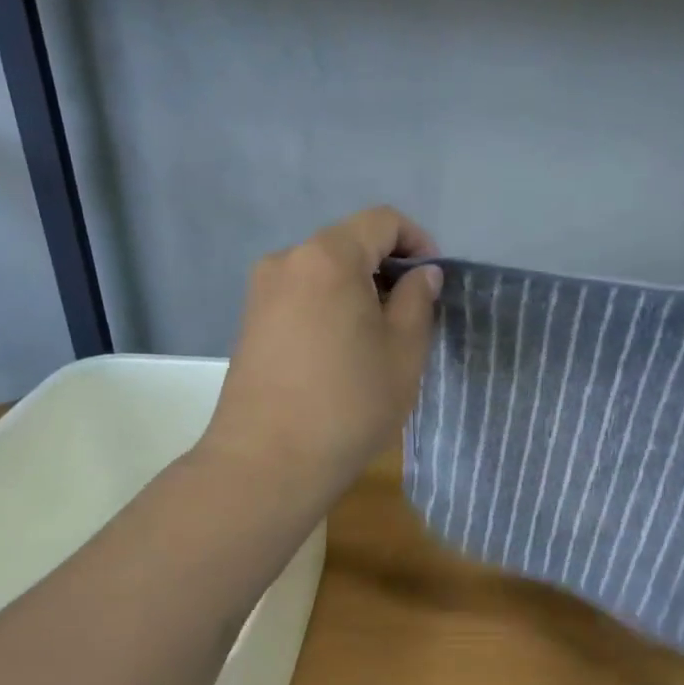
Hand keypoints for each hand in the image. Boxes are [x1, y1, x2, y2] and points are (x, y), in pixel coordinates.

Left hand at [204, 207, 441, 505]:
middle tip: (412, 314)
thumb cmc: (349, 404)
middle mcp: (288, 260)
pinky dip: (330, 306)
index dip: (417, 241)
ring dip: (358, 289)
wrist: (267, 463)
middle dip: (387, 268)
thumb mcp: (403, 352)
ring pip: (324, 271)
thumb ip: (417, 301)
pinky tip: (342, 351)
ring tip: (377, 337)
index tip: (434, 281)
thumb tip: (421, 274)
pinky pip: (302, 294)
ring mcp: (262, 291)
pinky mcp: (250, 321)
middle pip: (349, 242)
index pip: (381, 221)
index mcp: (328, 257)